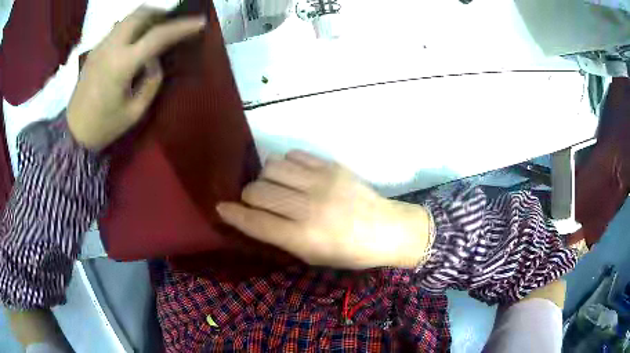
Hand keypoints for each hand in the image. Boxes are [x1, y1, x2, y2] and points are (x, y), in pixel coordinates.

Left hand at [67, 6, 205, 150]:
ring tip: (156, 28)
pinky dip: (132, 27)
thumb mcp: (135, 111)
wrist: (73, 132)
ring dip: (146, 17)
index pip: (158, 35)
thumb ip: (151, 81)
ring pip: (128, 17)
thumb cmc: (104, 127)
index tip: (199, 22)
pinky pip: (118, 28)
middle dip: (162, 13)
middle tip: (173, 23)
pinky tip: (135, 40)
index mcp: (122, 65)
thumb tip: (155, 61)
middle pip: (141, 14)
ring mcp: (101, 46)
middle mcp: (111, 47)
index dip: (182, 27)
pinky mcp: (95, 50)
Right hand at [217, 151, 432, 268]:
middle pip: (258, 191)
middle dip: (248, 196)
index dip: (233, 214)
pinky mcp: (331, 166)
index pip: (256, 222)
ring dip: (266, 177)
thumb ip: (281, 237)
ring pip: (272, 167)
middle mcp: (308, 207)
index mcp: (304, 238)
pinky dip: (285, 164)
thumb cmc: (349, 252)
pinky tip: (293, 175)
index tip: (221, 207)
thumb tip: (253, 217)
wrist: (387, 229)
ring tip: (276, 186)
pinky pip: (293, 155)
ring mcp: (321, 182)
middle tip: (256, 200)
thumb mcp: (312, 256)